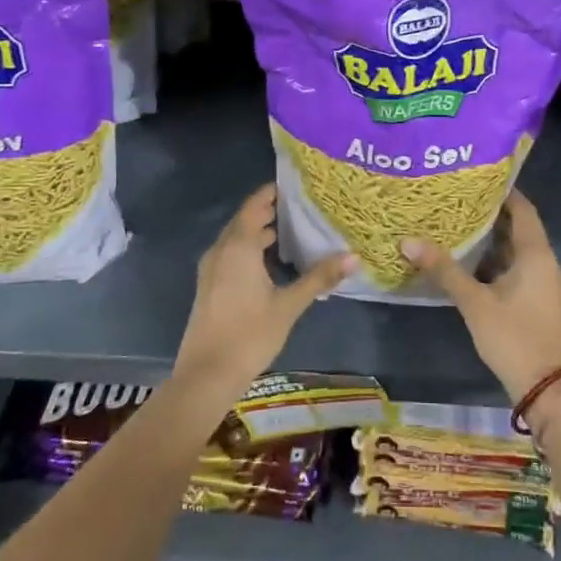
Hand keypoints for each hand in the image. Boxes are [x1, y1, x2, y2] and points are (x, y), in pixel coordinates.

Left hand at [174, 185, 352, 395]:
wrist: (206, 375)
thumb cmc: (249, 335)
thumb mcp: (289, 306)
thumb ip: (319, 278)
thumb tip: (354, 257)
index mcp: (239, 247)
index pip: (255, 205)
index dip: (273, 191)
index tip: (297, 184)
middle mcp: (221, 250)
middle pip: (245, 219)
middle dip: (270, 210)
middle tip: (302, 206)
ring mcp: (211, 268)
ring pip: (237, 237)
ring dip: (259, 230)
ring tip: (292, 230)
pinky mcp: (210, 285)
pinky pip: (231, 253)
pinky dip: (250, 247)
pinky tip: (271, 261)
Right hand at [403, 189, 560, 403]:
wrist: (546, 389)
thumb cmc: (512, 337)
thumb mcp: (474, 302)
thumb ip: (444, 270)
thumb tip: (408, 241)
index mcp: (537, 255)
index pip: (523, 209)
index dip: (504, 192)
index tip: (478, 179)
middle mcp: (548, 263)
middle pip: (522, 229)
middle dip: (493, 216)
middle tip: (460, 202)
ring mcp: (549, 285)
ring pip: (521, 253)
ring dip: (496, 242)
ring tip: (463, 229)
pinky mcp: (544, 302)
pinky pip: (523, 271)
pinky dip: (502, 263)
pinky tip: (476, 267)